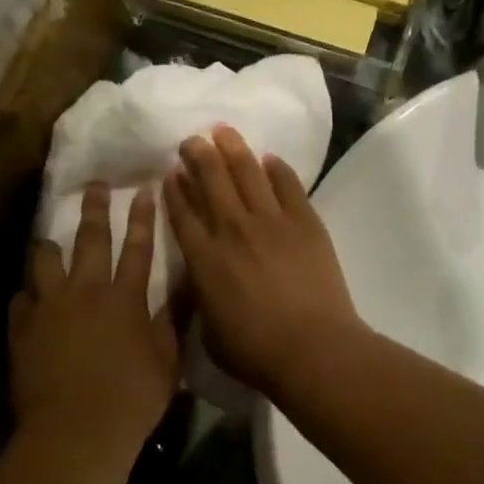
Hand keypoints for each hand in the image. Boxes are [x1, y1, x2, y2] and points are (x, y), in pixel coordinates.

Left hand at [10, 184, 180, 454]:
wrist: (75, 432)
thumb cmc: (132, 398)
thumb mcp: (167, 360)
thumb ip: (174, 319)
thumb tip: (187, 286)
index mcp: (125, 297)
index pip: (139, 247)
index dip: (143, 218)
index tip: (144, 191)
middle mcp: (86, 292)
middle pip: (91, 240)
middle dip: (96, 210)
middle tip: (95, 186)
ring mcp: (50, 308)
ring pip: (46, 262)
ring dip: (50, 247)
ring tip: (49, 241)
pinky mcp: (22, 330)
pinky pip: (21, 301)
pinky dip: (27, 297)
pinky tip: (28, 299)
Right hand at [162, 127, 364, 397]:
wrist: (312, 348)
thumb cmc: (255, 352)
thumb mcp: (209, 332)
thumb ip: (201, 298)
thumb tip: (201, 279)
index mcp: (204, 259)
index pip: (182, 213)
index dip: (174, 189)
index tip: (171, 172)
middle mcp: (232, 230)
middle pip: (211, 180)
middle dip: (198, 155)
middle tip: (192, 140)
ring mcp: (271, 221)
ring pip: (247, 172)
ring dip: (232, 148)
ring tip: (223, 131)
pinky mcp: (304, 220)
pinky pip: (288, 184)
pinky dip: (276, 169)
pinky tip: (269, 159)